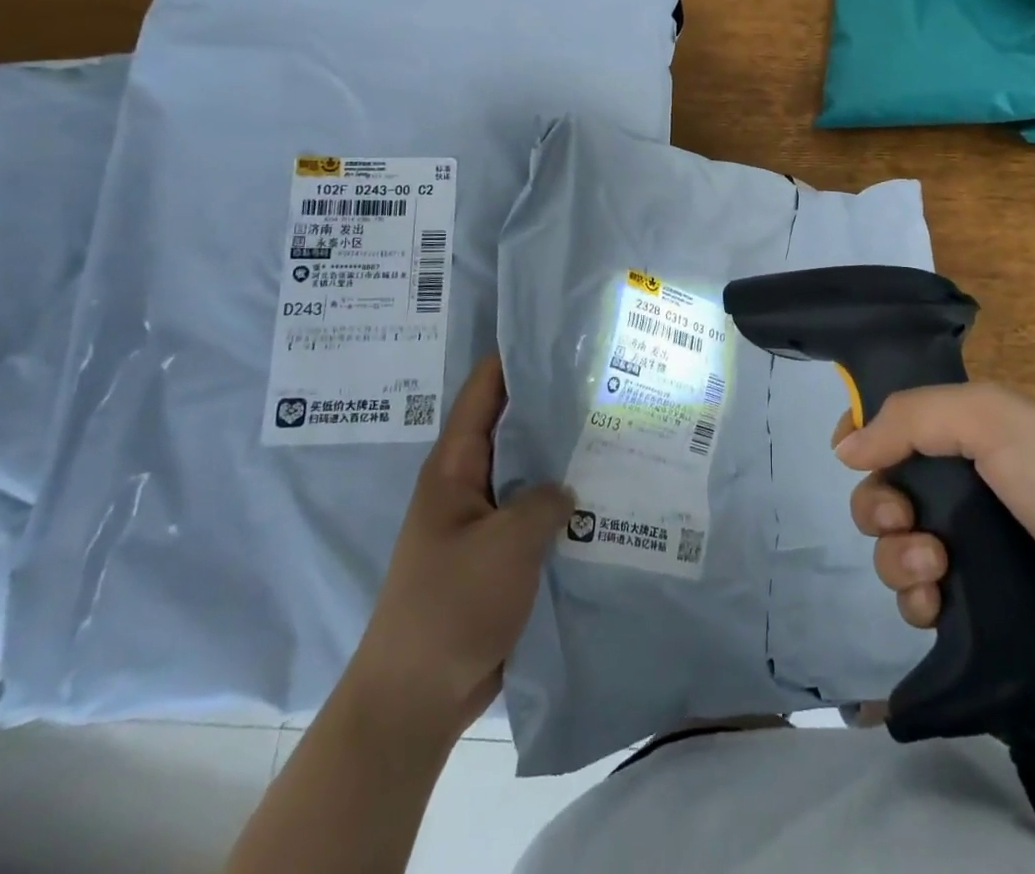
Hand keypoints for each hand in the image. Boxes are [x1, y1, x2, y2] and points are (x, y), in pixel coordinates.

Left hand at [349, 355, 571, 734]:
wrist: (416, 699)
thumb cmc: (450, 607)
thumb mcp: (505, 545)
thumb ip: (544, 501)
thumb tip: (569, 486)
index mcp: (455, 466)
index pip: (484, 391)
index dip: (515, 357)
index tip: (561, 333)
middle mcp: (469, 483)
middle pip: (513, 427)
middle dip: (554, 404)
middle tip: (608, 380)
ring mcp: (485, 520)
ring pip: (530, 471)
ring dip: (564, 456)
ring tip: (618, 430)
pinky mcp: (501, 554)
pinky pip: (536, 514)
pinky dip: (565, 503)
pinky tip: (607, 496)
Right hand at [835, 382, 1034, 687]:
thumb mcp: (991, 416)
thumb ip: (910, 417)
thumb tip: (844, 448)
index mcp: (973, 434)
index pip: (901, 423)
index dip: (867, 432)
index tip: (847, 449)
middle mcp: (968, 488)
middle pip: (888, 488)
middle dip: (879, 502)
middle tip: (901, 516)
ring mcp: (974, 550)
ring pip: (896, 546)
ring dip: (897, 554)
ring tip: (934, 564)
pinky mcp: (979, 608)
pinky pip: (919, 599)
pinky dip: (915, 598)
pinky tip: (934, 600)